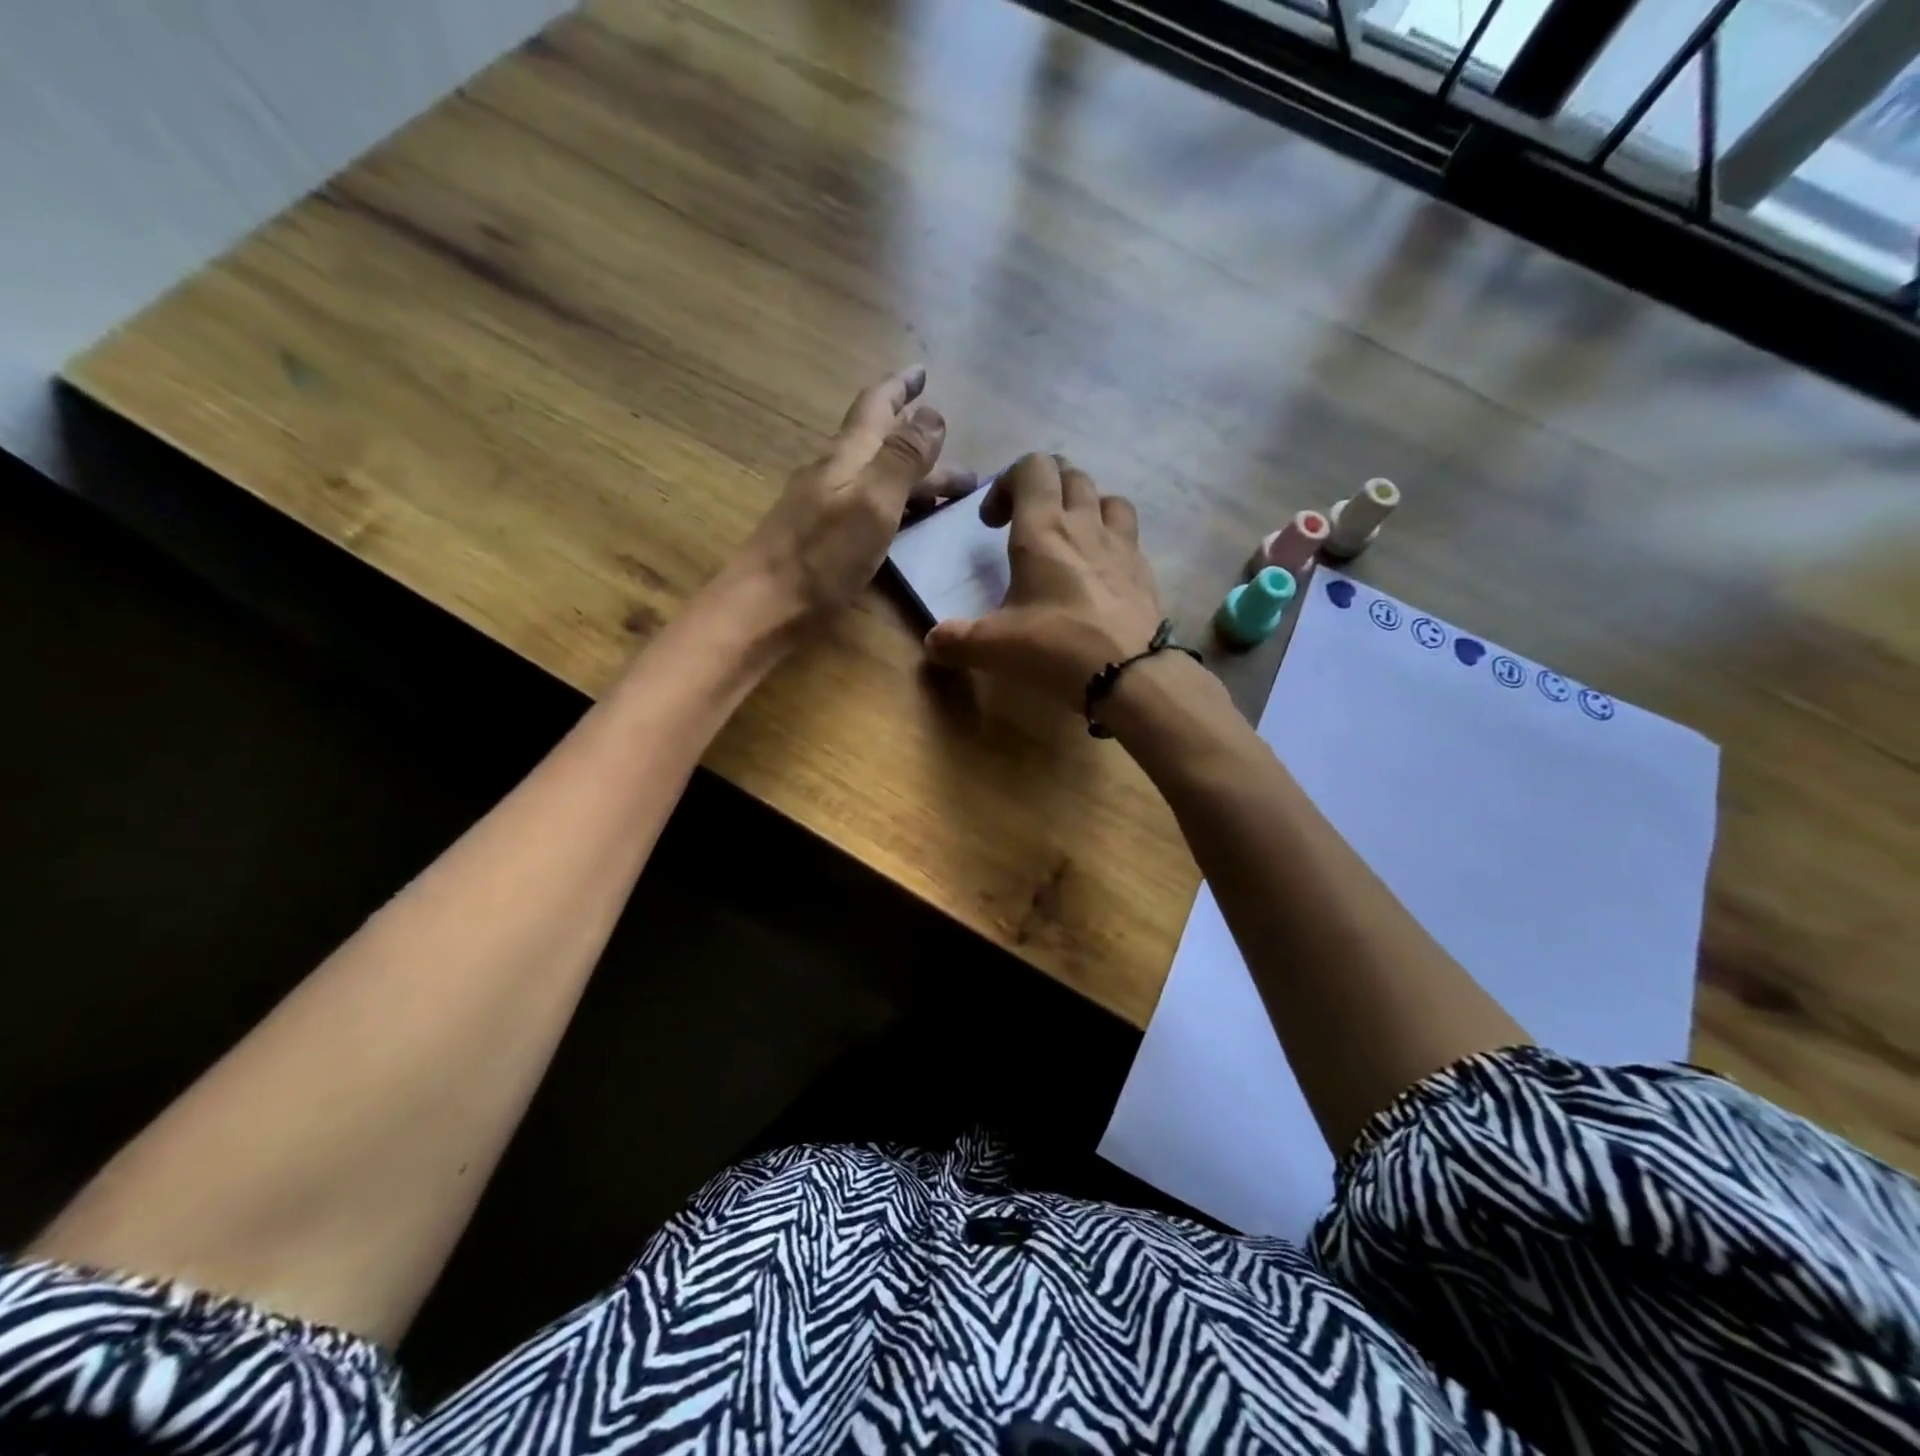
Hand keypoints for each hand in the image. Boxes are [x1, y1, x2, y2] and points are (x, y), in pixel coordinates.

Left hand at [729, 365, 975, 630]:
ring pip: (875, 478)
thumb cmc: (821, 557)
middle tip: (964, 470)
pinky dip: (894, 505)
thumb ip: (902, 457)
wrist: (762, 608)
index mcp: (846, 456)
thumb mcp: (872, 502)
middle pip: (882, 446)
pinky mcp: (819, 537)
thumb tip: (933, 413)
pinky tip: (901, 523)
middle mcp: (833, 472)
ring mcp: (822, 505)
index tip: (923, 371)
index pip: (877, 406)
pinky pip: (866, 506)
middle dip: (923, 449)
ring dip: (911, 480)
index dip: (901, 387)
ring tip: (945, 497)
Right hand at [922, 453, 1165, 706]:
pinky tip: (1099, 572)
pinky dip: (1111, 539)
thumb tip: (932, 643)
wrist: (1130, 674)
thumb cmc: (1056, 646)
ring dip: (1084, 506)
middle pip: (1070, 474)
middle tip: (1025, 525)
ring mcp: (1122, 545)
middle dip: (1043, 489)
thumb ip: (957, 640)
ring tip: (1069, 538)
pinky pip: (1129, 534)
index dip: (1007, 482)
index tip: (992, 523)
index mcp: (1044, 529)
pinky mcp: (1144, 571)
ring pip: (1106, 497)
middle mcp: (1085, 524)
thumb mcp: (995, 646)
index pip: (1032, 467)